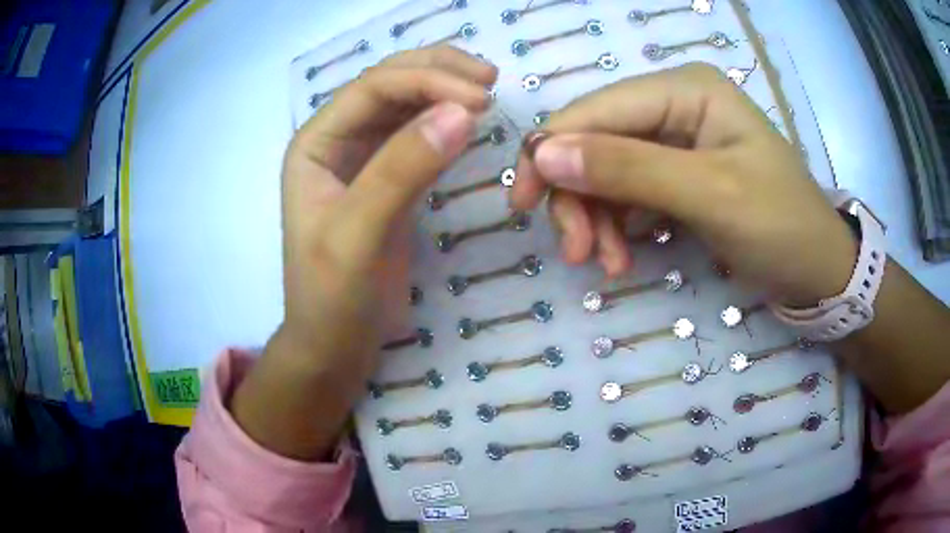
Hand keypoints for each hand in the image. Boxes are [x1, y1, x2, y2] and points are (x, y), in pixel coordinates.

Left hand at [232, 47, 496, 459]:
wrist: (335, 344)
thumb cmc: (332, 297)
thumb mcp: (357, 236)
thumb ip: (402, 171)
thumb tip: (463, 113)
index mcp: (316, 143)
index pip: (373, 88)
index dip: (427, 81)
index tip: (481, 99)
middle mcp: (337, 140)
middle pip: (389, 83)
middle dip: (439, 72)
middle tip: (491, 79)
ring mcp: (364, 158)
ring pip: (407, 103)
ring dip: (445, 89)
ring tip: (488, 91)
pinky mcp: (389, 178)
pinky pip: (420, 134)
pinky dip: (447, 121)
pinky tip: (471, 120)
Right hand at [511, 63, 856, 305]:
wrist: (818, 269)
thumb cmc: (781, 227)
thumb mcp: (711, 196)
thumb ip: (629, 169)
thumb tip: (543, 153)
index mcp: (685, 90)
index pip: (596, 110)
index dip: (551, 151)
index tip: (524, 206)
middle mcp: (673, 104)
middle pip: (595, 140)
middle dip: (578, 196)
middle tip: (577, 253)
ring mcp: (674, 139)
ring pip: (604, 170)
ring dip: (595, 218)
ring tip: (606, 265)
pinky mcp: (675, 172)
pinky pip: (625, 192)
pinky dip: (615, 226)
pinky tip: (620, 257)